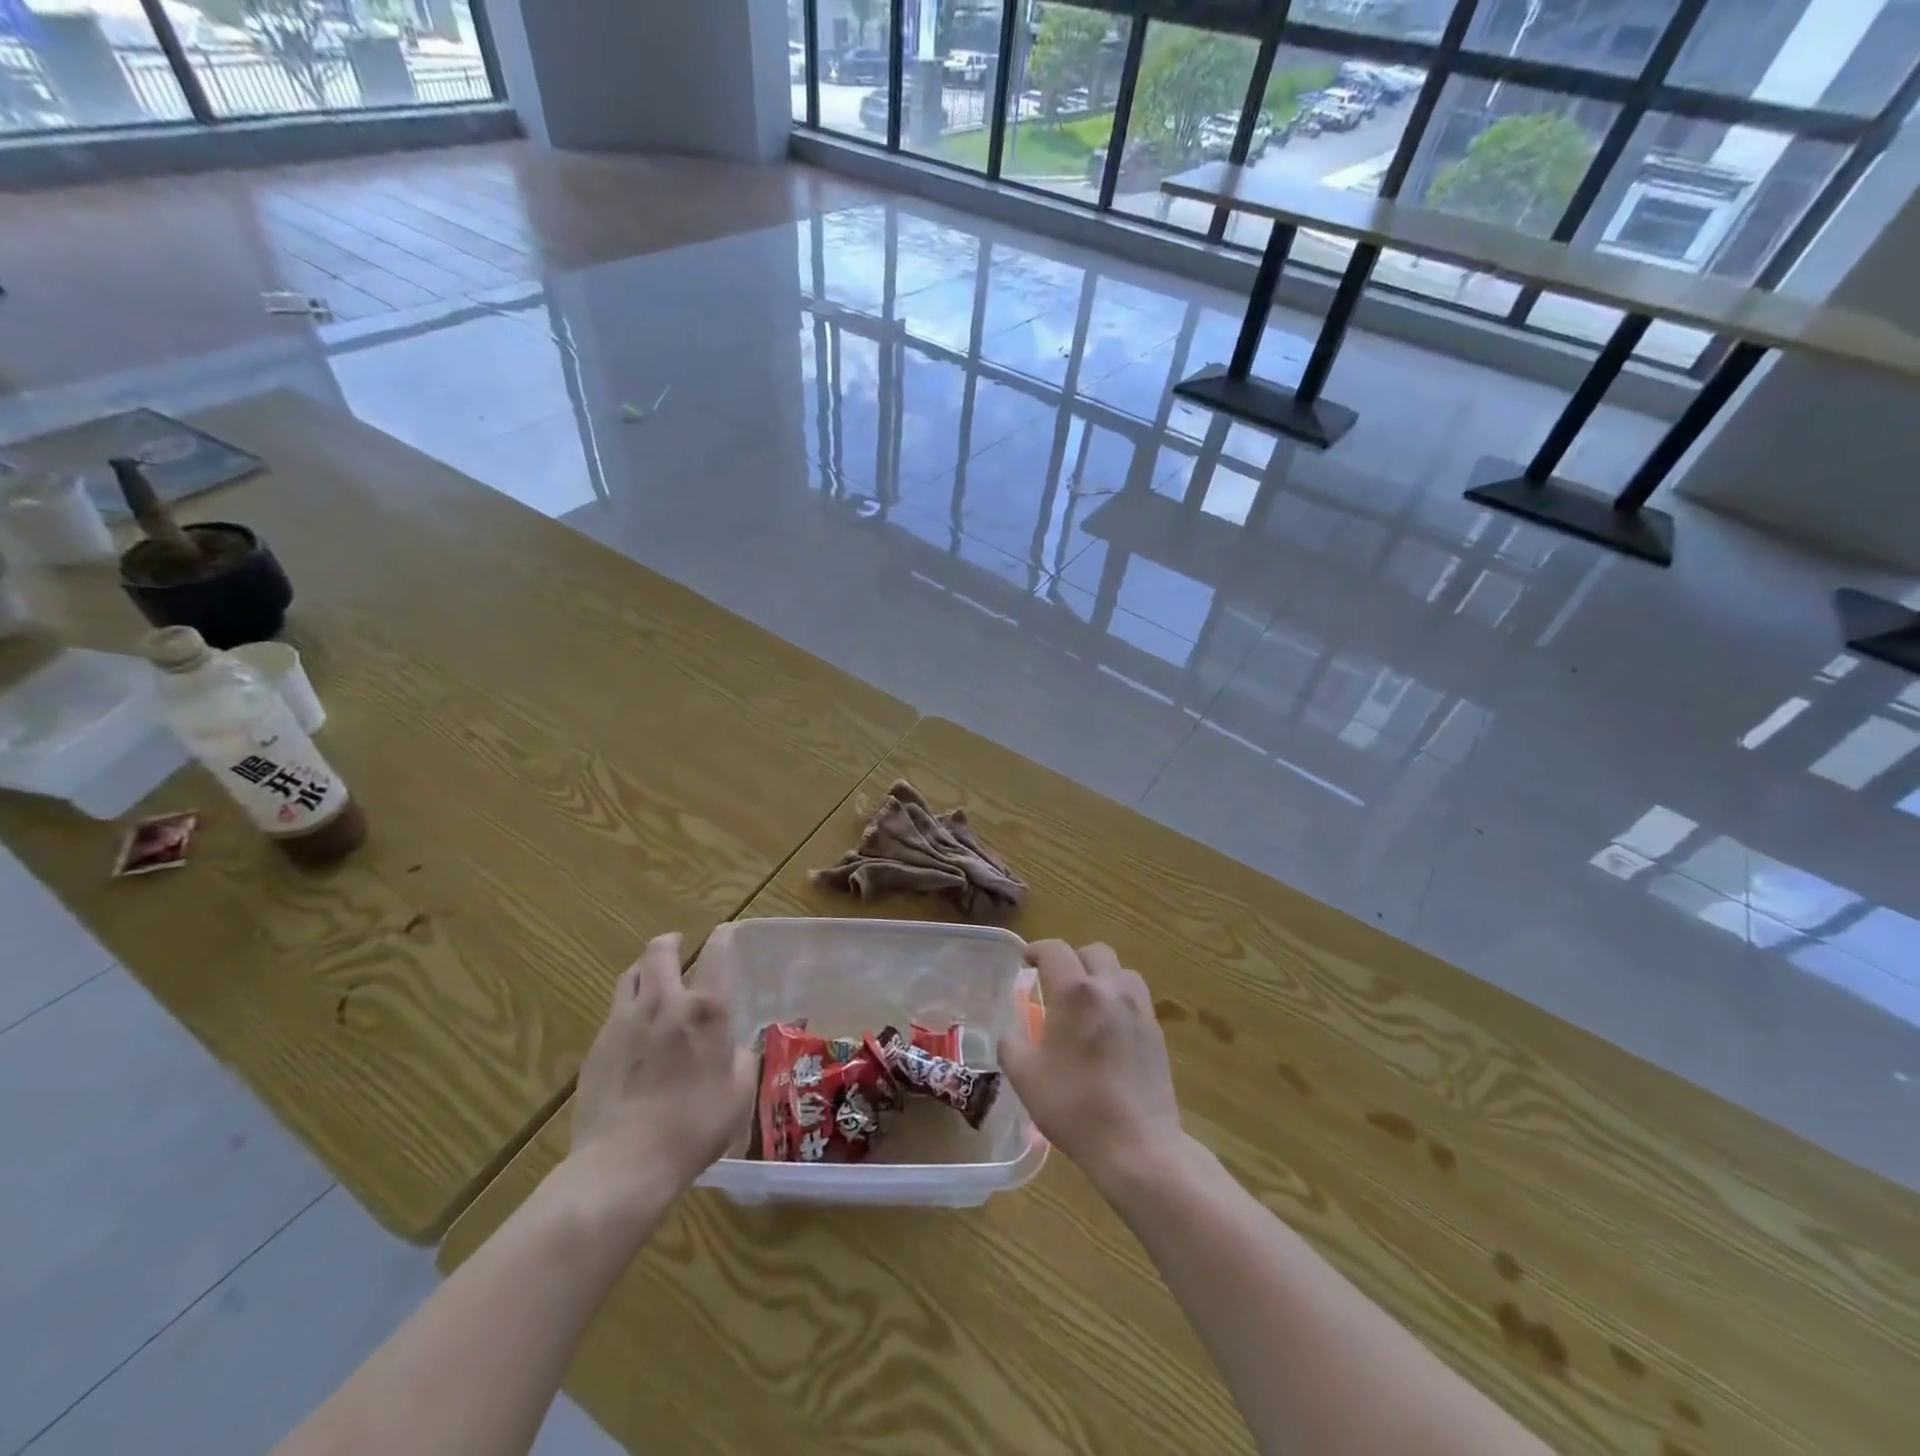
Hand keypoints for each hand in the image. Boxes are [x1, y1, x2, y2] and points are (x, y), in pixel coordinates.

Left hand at [568, 927, 757, 1196]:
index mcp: (706, 1010)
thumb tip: (736, 1048)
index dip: (723, 936)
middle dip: (670, 942)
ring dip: (644, 970)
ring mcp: (624, 1022)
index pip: (716, 953)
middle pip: (659, 951)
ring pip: (630, 975)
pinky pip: (614, 1011)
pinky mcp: (597, 1046)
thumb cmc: (694, 1127)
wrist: (624, 1164)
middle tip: (677, 946)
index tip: (726, 932)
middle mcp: (664, 1003)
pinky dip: (628, 1008)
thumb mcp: (738, 1094)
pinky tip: (633, 1031)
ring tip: (652, 980)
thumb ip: (742, 1060)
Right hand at [997, 940, 1183, 1186]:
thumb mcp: (1025, 1077)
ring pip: (1121, 972)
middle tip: (1056, 982)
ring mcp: (1140, 1009)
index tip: (1026, 961)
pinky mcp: (1157, 1032)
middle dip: (1072, 959)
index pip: (1055, 950)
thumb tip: (1012, 1036)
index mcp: (1076, 992)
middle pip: (1093, 952)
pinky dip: (1118, 1000)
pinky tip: (1108, 1030)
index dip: (1037, 950)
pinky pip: (1136, 999)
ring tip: (1086, 1003)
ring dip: (1100, 976)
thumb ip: (1012, 1046)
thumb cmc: (1075, 1106)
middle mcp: (1111, 989)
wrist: (1137, 1145)